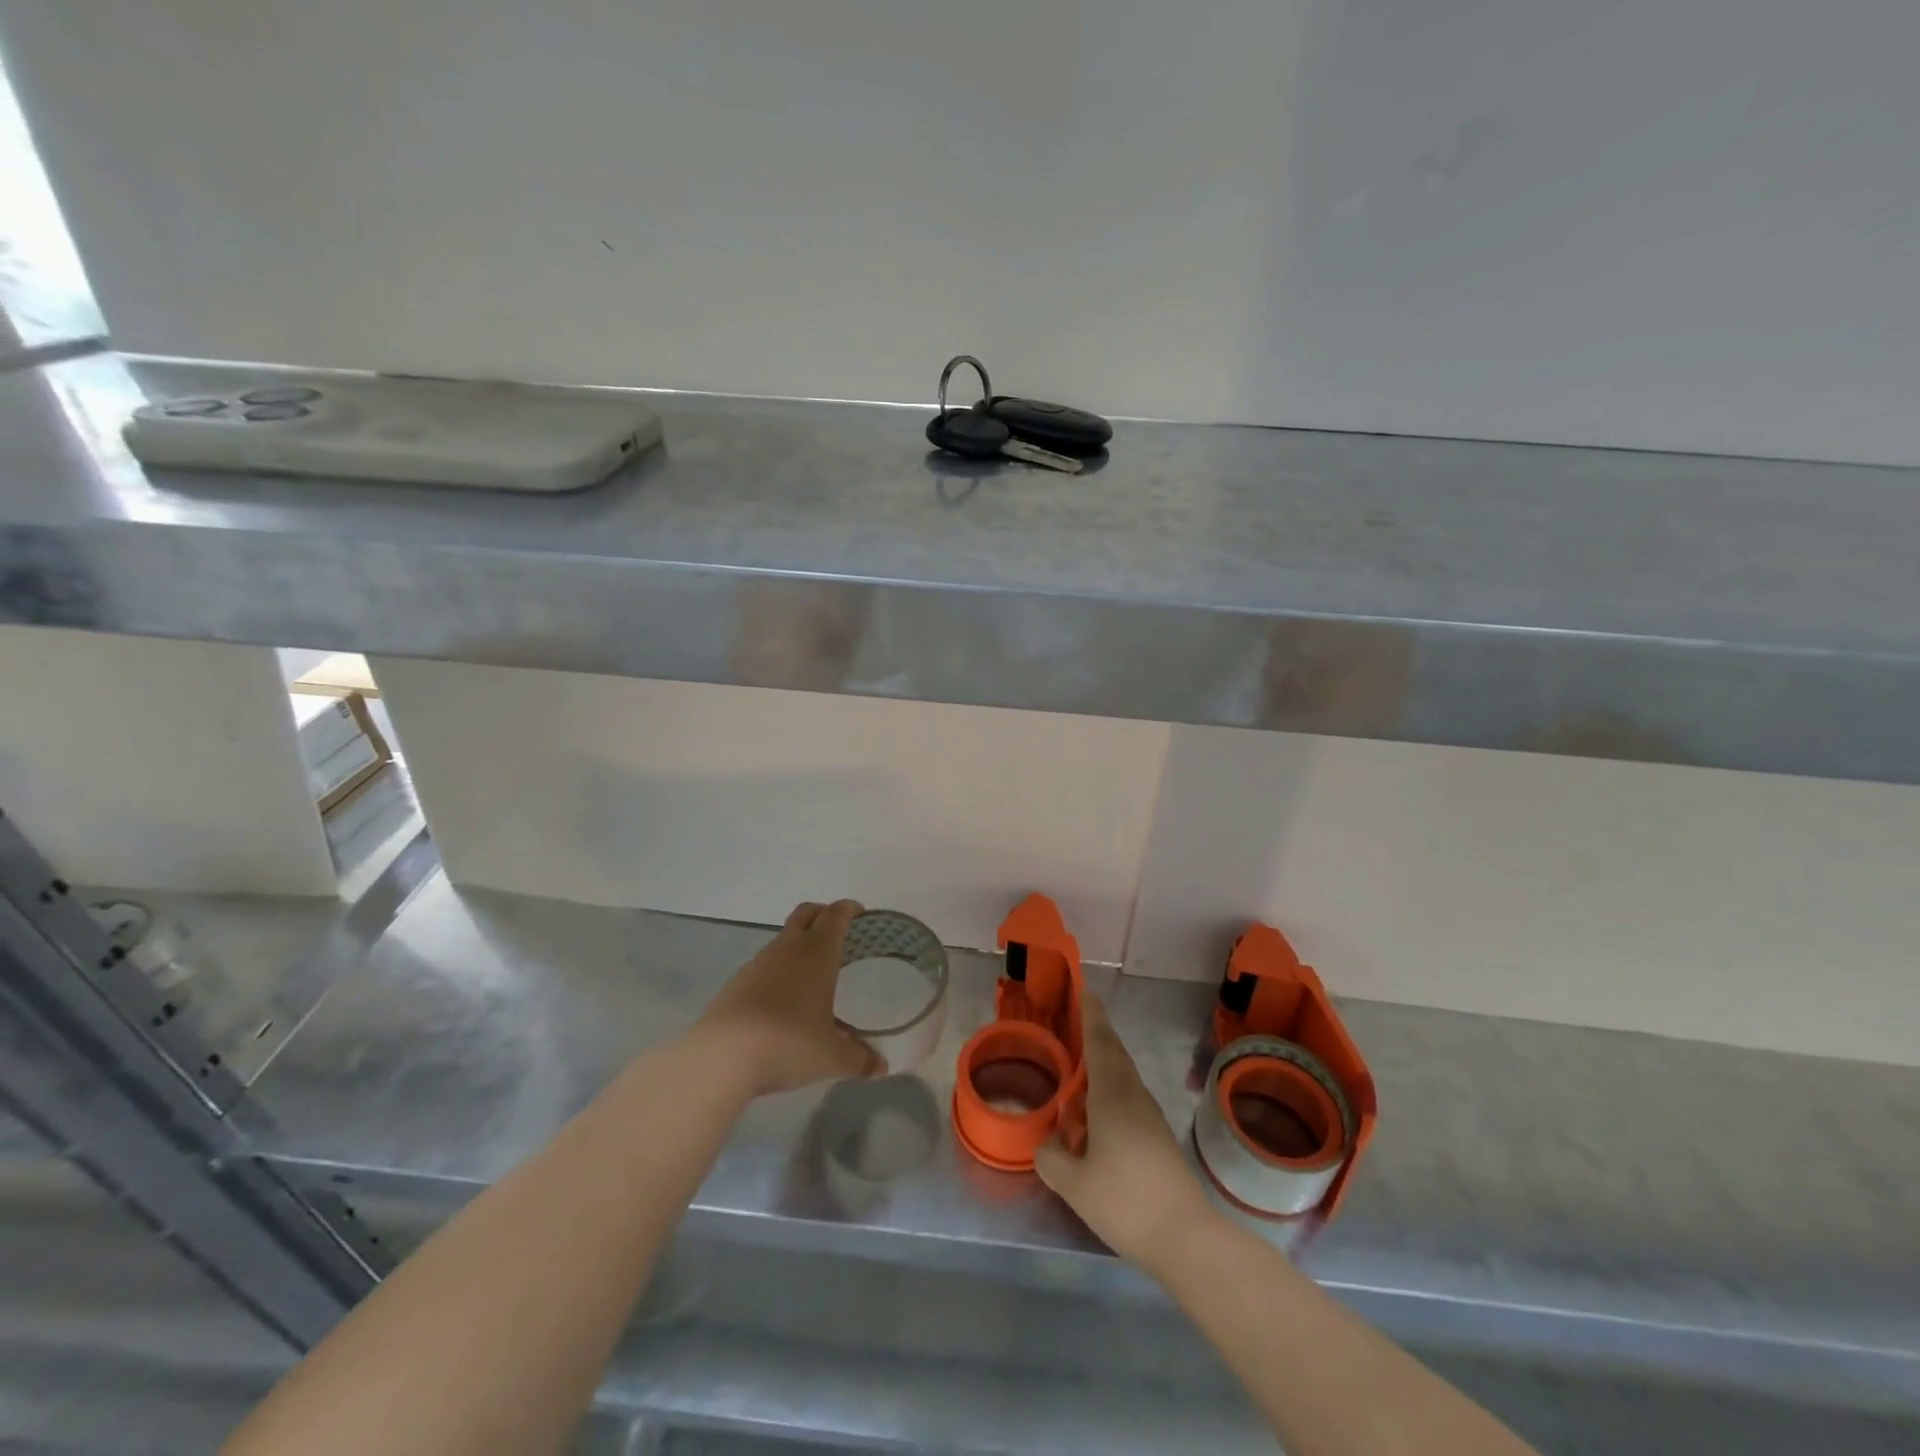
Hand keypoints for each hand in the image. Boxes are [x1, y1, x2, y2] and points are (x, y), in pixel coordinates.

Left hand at [693, 899, 882, 1096]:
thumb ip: (859, 1059)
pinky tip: (781, 1001)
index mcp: (817, 952)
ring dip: (798, 945)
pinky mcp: (735, 984)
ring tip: (812, 972)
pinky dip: (777, 971)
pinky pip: (763, 966)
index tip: (860, 913)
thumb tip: (881, 1067)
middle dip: (823, 914)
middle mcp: (788, 948)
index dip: (849, 909)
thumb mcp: (831, 1057)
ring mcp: (757, 964)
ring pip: (782, 940)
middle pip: (806, 913)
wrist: (722, 1057)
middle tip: (838, 931)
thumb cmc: (789, 1043)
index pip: (836, 915)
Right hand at [1035, 991, 1214, 1270]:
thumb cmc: (1126, 1201)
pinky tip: (1093, 1119)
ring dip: (1101, 1068)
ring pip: (1122, 1079)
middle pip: (1114, 1055)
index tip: (1085, 992)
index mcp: (1112, 1095)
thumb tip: (1046, 1144)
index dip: (1091, 1016)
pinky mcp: (1158, 1139)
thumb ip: (1051, 1158)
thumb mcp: (1074, 1184)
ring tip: (1076, 1072)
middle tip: (1074, 1024)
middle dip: (1096, 1036)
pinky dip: (1107, 1095)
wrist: (1186, 1237)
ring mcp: (1150, 1118)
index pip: (1100, 1042)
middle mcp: (1133, 1097)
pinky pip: (1127, 1101)